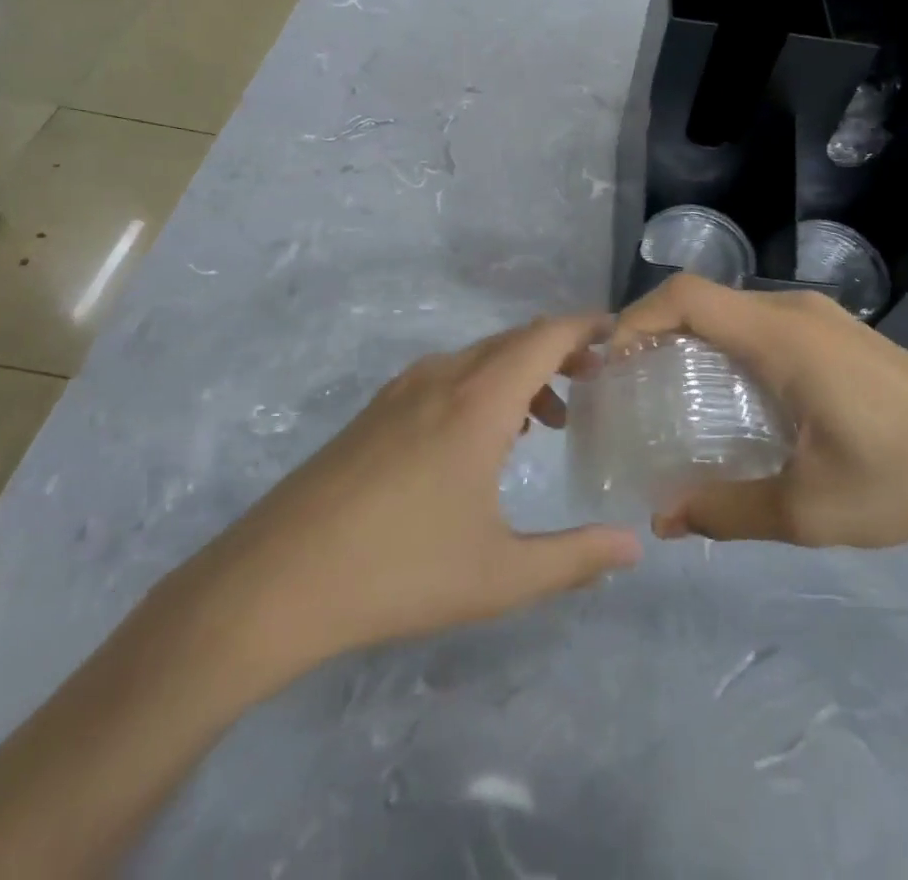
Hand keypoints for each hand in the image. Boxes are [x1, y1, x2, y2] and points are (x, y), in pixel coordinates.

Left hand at [164, 314, 641, 700]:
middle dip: (561, 351)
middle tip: (595, 382)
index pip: (545, 335)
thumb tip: (634, 548)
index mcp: (478, 400)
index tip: (620, 335)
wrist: (274, 582)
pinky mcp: (376, 411)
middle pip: (515, 340)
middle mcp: (442, 377)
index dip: (587, 326)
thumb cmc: (398, 573)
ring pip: (479, 358)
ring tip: (547, 422)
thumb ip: (575, 559)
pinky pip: (447, 376)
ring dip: (521, 374)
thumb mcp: (499, 576)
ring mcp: (402, 390)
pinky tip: (483, 440)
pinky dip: (484, 387)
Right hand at [613, 274, 907, 547]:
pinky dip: (726, 346)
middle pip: (705, 299)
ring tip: (668, 392)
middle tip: (628, 384)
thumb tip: (663, 520)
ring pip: (733, 311)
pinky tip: (731, 397)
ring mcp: (818, 317)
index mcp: (782, 337)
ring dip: (692, 338)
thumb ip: (728, 510)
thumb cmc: (901, 478)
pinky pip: (760, 324)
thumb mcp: (809, 508)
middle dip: (656, 330)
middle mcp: (794, 311)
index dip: (638, 317)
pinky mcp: (834, 332)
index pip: (688, 296)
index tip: (610, 361)